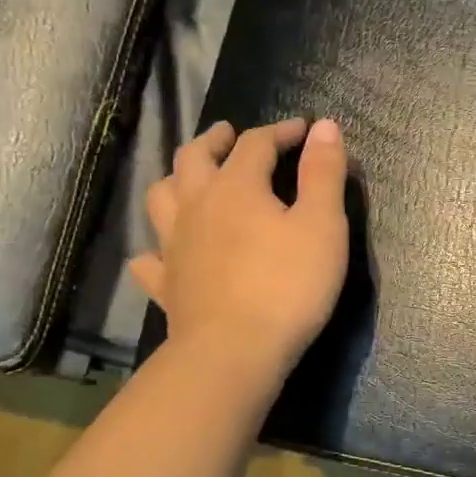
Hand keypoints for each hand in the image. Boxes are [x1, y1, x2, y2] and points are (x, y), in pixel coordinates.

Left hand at [129, 118, 348, 378]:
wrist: (235, 351)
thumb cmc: (288, 285)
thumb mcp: (323, 226)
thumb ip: (323, 173)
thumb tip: (325, 125)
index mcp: (236, 186)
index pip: (256, 144)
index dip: (280, 132)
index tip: (302, 129)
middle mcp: (196, 206)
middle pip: (195, 158)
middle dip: (215, 141)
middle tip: (229, 135)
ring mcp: (174, 246)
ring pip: (162, 197)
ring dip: (177, 180)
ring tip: (191, 179)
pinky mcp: (167, 285)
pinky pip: (151, 259)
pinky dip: (156, 248)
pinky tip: (162, 253)